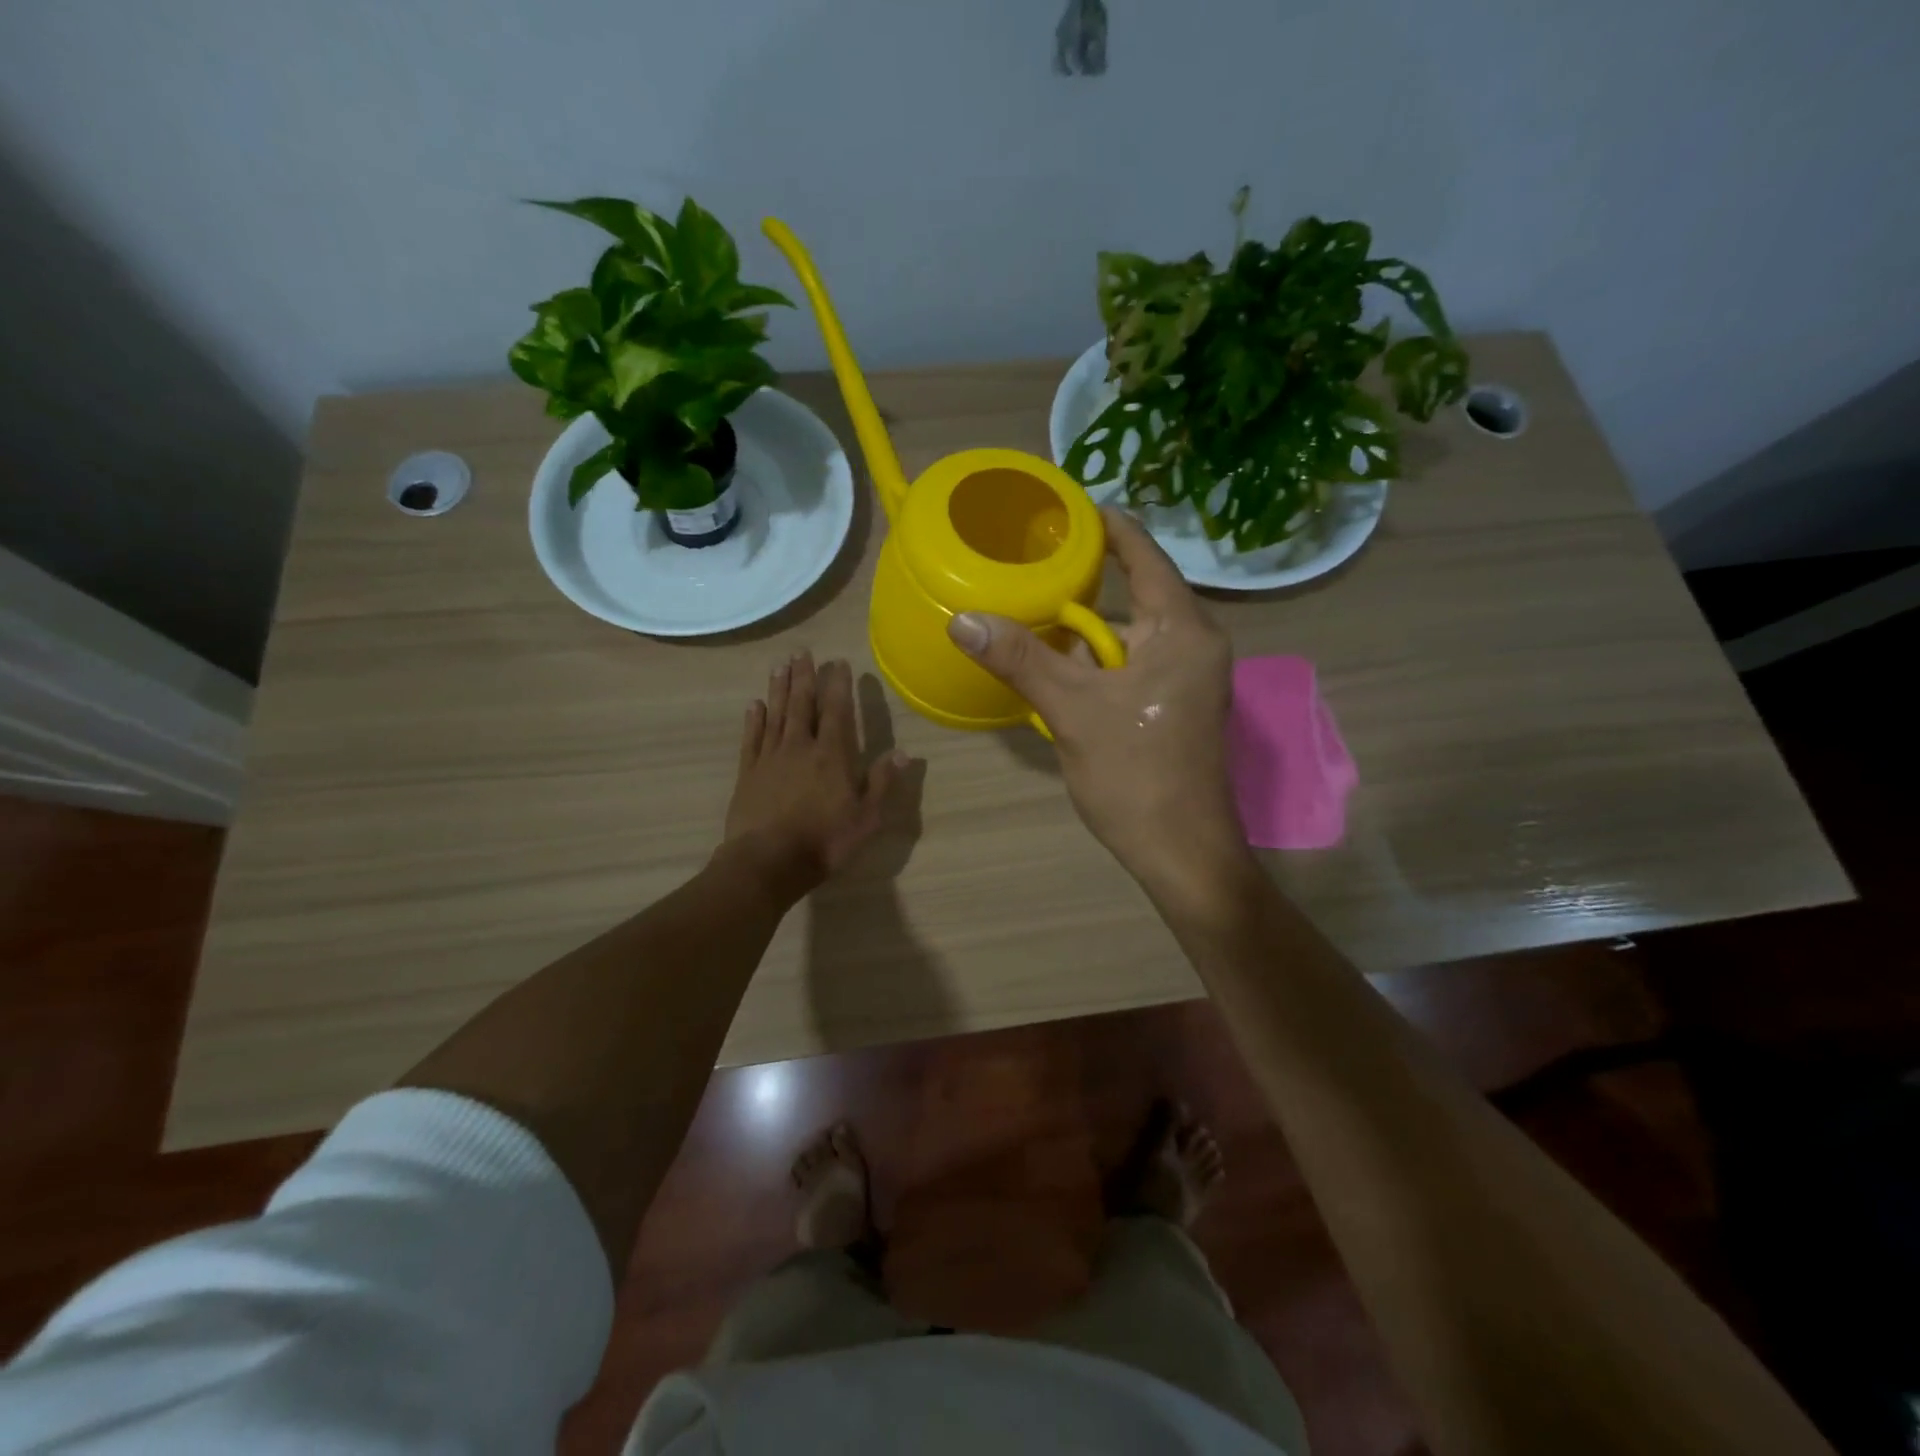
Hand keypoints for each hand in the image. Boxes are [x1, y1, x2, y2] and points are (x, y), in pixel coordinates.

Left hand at [723, 651, 907, 900]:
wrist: (767, 862)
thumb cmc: (824, 841)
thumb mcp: (867, 818)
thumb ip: (882, 782)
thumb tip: (901, 752)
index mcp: (832, 755)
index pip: (837, 711)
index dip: (838, 686)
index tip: (838, 663)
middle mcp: (800, 747)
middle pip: (802, 704)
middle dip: (804, 677)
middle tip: (801, 652)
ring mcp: (770, 758)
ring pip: (775, 714)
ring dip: (778, 689)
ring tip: (780, 665)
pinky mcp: (748, 773)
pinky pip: (752, 738)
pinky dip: (754, 720)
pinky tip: (754, 705)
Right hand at [947, 508, 1249, 905]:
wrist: (1181, 852)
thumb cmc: (1137, 774)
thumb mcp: (1072, 710)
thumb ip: (1019, 658)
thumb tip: (962, 618)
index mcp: (1183, 630)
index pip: (1145, 555)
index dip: (1107, 527)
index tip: (1065, 510)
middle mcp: (1194, 644)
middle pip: (1133, 596)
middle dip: (1083, 584)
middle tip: (1030, 565)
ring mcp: (1188, 678)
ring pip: (1128, 636)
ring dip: (1083, 632)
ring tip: (1030, 612)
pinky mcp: (1175, 706)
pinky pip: (1131, 665)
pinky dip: (1095, 662)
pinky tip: (1055, 667)